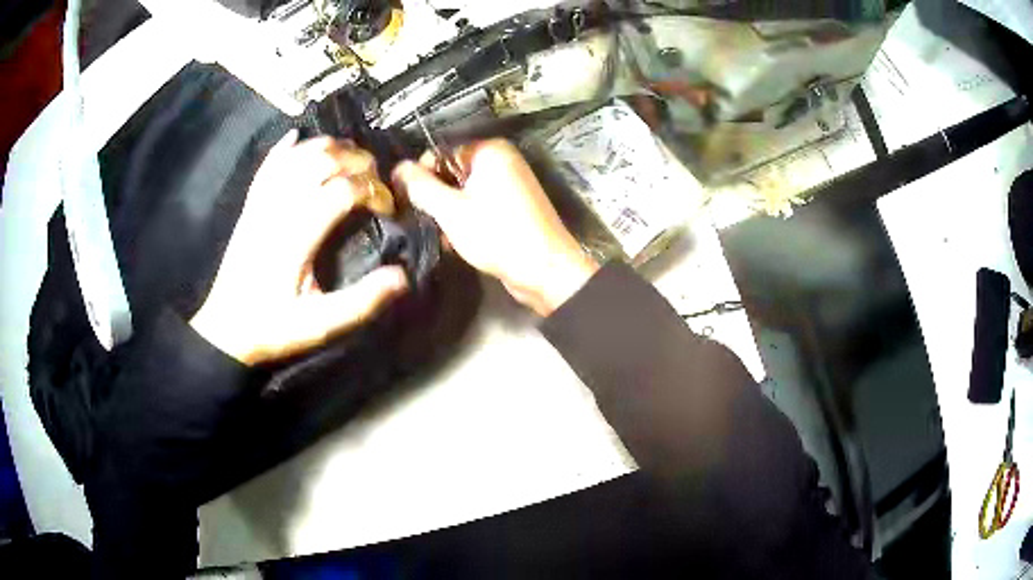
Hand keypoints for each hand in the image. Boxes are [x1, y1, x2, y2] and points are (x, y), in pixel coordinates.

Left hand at [191, 131, 407, 364]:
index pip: (343, 190)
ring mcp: (262, 201)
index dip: (374, 191)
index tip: (388, 209)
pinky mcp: (251, 203)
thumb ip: (361, 302)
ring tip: (352, 162)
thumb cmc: (273, 327)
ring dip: (331, 148)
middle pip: (323, 161)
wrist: (226, 328)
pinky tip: (300, 138)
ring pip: (299, 154)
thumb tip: (402, 276)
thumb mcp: (319, 325)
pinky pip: (270, 163)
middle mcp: (278, 208)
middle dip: (359, 162)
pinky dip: (287, 146)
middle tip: (377, 182)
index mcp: (296, 237)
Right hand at [393, 139, 597, 315]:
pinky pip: (479, 204)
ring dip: (448, 212)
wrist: (545, 271)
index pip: (441, 152)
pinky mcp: (512, 207)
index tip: (408, 200)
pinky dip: (466, 219)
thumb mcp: (450, 210)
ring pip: (464, 192)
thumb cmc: (497, 235)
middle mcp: (502, 160)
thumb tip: (397, 168)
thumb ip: (420, 186)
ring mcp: (510, 184)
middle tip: (425, 220)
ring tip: (441, 234)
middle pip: (452, 172)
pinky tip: (456, 240)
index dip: (422, 175)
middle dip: (436, 197)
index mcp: (490, 151)